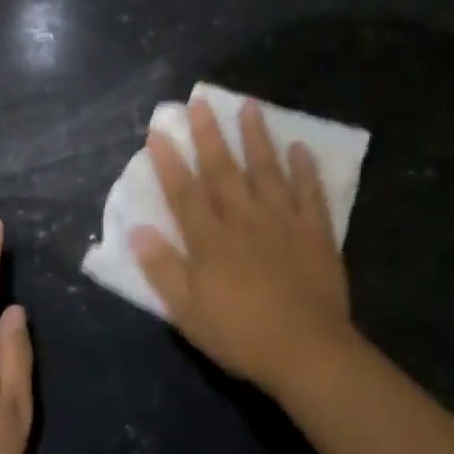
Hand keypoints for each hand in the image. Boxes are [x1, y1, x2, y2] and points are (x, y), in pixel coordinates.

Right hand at [130, 97, 356, 395]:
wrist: (307, 351)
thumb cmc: (240, 334)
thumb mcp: (187, 311)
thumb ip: (162, 268)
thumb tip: (137, 229)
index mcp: (210, 239)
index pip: (184, 192)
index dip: (169, 161)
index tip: (159, 131)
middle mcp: (244, 219)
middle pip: (223, 170)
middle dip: (209, 135)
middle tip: (200, 102)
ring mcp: (283, 221)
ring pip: (267, 170)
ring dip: (256, 137)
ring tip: (250, 106)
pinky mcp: (315, 232)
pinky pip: (310, 192)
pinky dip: (305, 169)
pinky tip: (300, 147)